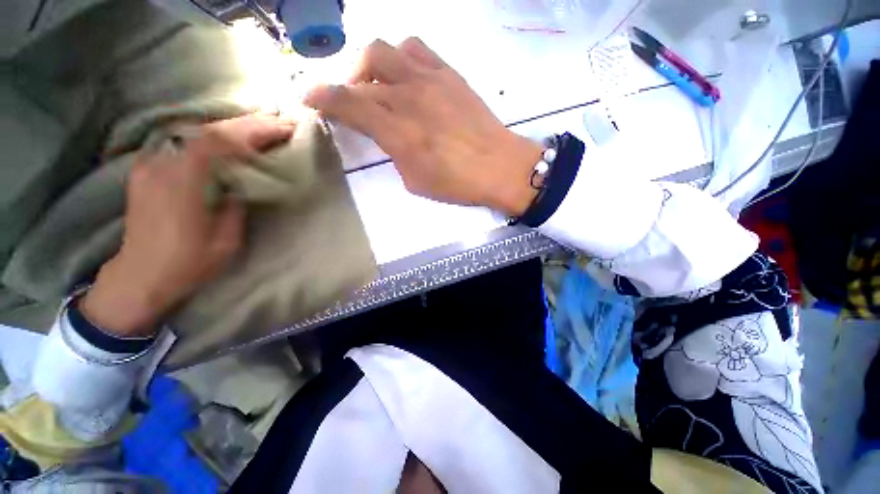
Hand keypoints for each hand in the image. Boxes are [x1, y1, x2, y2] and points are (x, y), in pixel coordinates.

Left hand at [80, 114, 293, 336]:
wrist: (140, 276)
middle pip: (206, 132)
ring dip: (229, 129)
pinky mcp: (147, 171)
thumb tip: (241, 185)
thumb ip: (236, 207)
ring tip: (258, 130)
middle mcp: (162, 166)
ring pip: (194, 134)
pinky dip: (209, 139)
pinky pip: (183, 145)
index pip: (217, 141)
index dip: (251, 131)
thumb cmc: (187, 263)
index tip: (281, 129)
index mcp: (183, 183)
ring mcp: (151, 166)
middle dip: (245, 125)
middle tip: (276, 123)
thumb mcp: (225, 240)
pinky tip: (225, 143)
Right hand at [304, 38, 542, 215]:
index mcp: (398, 132)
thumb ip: (394, 152)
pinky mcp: (450, 74)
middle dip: (348, 82)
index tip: (310, 98)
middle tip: (353, 101)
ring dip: (373, 66)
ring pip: (386, 50)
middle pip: (364, 71)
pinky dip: (402, 58)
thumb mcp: (415, 180)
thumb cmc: (457, 184)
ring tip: (380, 86)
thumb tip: (387, 135)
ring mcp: (431, 79)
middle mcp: (410, 97)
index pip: (349, 103)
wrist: (499, 167)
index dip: (322, 98)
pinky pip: (417, 49)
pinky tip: (407, 77)